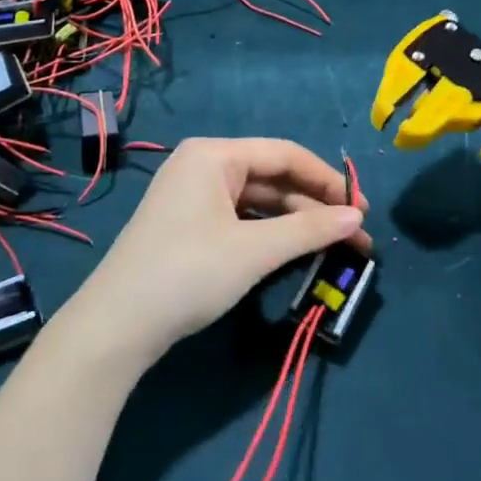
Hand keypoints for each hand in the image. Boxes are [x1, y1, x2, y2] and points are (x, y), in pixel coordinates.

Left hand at [67, 138, 368, 370]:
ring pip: (258, 201)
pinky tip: (294, 252)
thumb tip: (357, 218)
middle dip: (315, 206)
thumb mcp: (254, 250)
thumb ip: (310, 229)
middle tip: (355, 237)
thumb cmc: (189, 273)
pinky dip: (270, 233)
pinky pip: (240, 219)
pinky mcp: (188, 225)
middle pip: (272, 177)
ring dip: (295, 223)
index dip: (329, 180)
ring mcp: (192, 196)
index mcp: (214, 155)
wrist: (117, 325)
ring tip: (333, 248)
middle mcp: (202, 166)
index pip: (285, 154)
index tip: (362, 209)